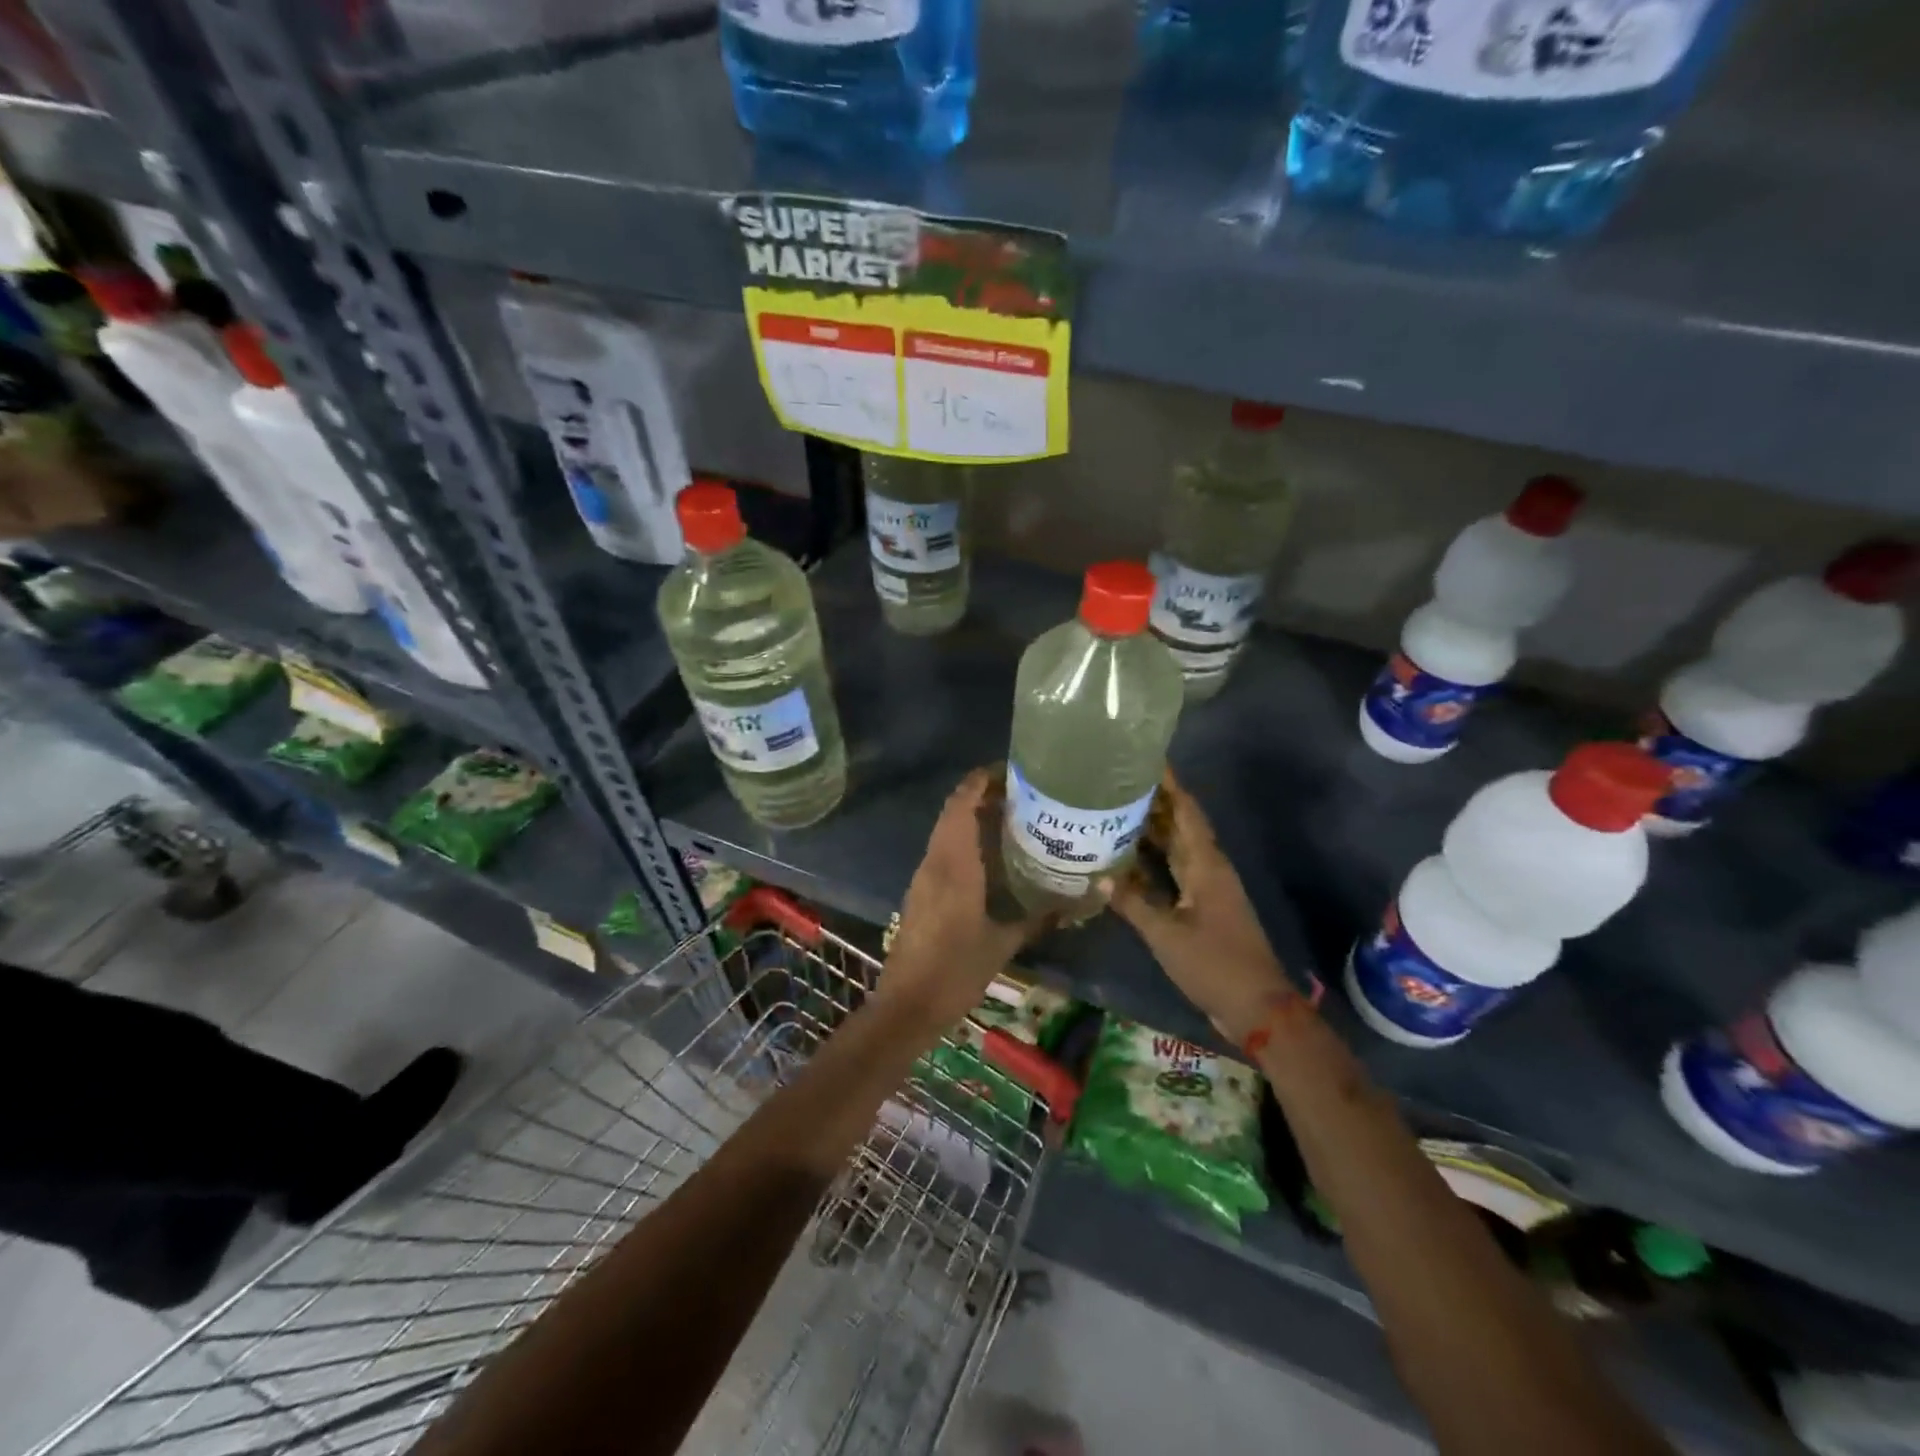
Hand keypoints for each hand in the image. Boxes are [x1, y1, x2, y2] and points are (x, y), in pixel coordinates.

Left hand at [880, 767, 1052, 1031]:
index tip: (1013, 770)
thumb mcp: (1006, 941)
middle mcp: (935, 860)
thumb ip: (1047, 914)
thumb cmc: (957, 970)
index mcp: (954, 862)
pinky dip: (964, 839)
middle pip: (953, 811)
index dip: (981, 779)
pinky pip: (943, 850)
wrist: (907, 1004)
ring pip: (946, 830)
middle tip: (1023, 794)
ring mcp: (923, 876)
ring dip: (972, 816)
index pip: (962, 802)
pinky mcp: (921, 891)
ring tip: (1013, 818)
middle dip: (983, 795)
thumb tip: (1098, 891)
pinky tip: (991, 856)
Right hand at [1108, 773, 1296, 1044]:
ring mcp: (1207, 887)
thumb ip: (1133, 903)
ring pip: (1176, 848)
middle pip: (1180, 824)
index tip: (1145, 759)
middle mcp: (1208, 867)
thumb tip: (1099, 877)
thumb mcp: (1166, 934)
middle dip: (1153, 801)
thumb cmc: (1214, 964)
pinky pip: (1174, 871)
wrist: (1256, 1006)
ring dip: (1151, 830)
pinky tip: (1126, 859)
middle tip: (1116, 781)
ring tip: (1115, 809)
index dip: (1169, 784)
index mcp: (1206, 864)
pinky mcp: (1202, 906)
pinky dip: (1152, 860)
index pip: (1186, 811)